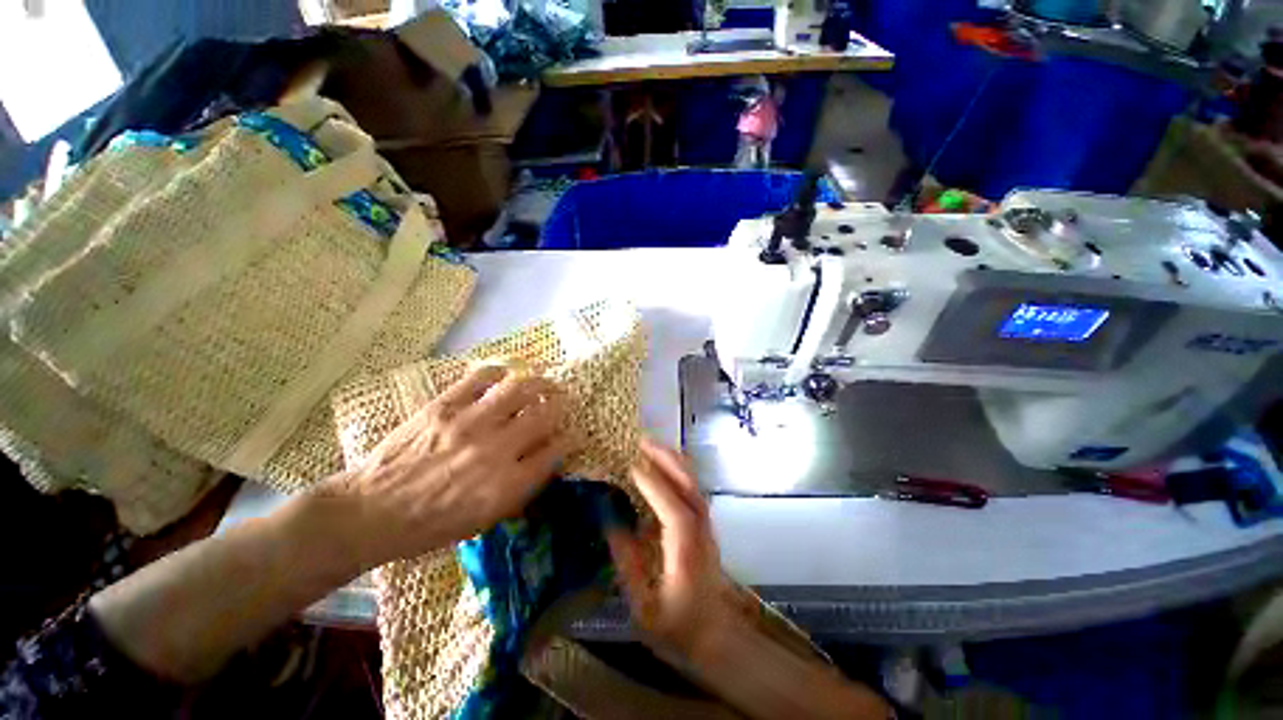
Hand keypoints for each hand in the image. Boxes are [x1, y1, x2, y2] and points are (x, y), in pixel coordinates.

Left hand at [326, 365, 571, 566]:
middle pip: (544, 415)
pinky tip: (506, 376)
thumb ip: (521, 490)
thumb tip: (546, 460)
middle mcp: (495, 450)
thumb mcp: (484, 522)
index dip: (569, 440)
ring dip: (540, 383)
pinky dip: (500, 372)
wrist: (370, 512)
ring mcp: (469, 423)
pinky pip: (481, 377)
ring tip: (545, 383)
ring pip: (520, 389)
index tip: (572, 435)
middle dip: (561, 407)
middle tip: (563, 403)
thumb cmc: (430, 526)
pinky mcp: (444, 406)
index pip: (554, 452)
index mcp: (506, 485)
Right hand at [607, 438, 735, 659]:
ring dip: (673, 461)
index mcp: (686, 556)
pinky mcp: (705, 526)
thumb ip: (628, 565)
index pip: (673, 511)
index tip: (631, 464)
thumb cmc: (679, 631)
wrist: (719, 640)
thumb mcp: (644, 609)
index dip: (654, 485)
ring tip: (650, 446)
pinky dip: (678, 472)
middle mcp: (701, 534)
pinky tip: (663, 467)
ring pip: (694, 485)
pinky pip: (693, 490)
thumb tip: (612, 523)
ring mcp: (707, 527)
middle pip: (690, 487)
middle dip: (667, 460)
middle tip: (641, 442)